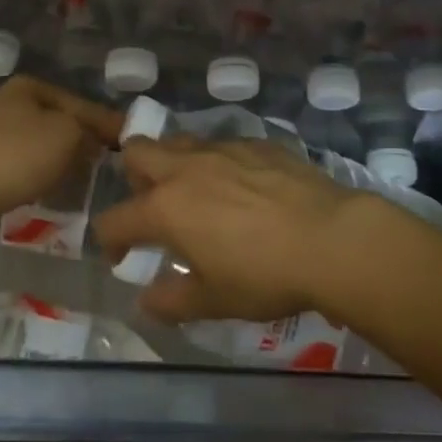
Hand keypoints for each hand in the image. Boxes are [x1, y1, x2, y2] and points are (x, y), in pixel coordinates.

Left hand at [0, 75, 122, 244]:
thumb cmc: (16, 157)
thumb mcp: (67, 134)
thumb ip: (90, 131)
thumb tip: (97, 140)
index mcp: (30, 87)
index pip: (82, 104)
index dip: (108, 124)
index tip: (131, 143)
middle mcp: (11, 103)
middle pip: (62, 122)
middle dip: (85, 141)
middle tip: (112, 163)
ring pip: (44, 144)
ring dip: (64, 159)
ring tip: (88, 178)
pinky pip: (26, 165)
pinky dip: (43, 174)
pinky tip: (55, 188)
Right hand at [93, 136, 363, 324]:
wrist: (330, 237)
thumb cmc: (265, 275)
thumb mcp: (215, 300)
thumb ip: (172, 300)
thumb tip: (145, 300)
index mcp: (166, 208)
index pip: (115, 219)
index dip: (111, 240)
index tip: (124, 256)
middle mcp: (185, 168)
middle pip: (137, 152)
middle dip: (134, 177)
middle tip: (156, 208)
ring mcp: (221, 148)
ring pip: (179, 141)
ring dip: (175, 163)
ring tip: (198, 194)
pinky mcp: (255, 142)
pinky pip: (222, 144)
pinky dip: (218, 162)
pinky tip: (243, 187)